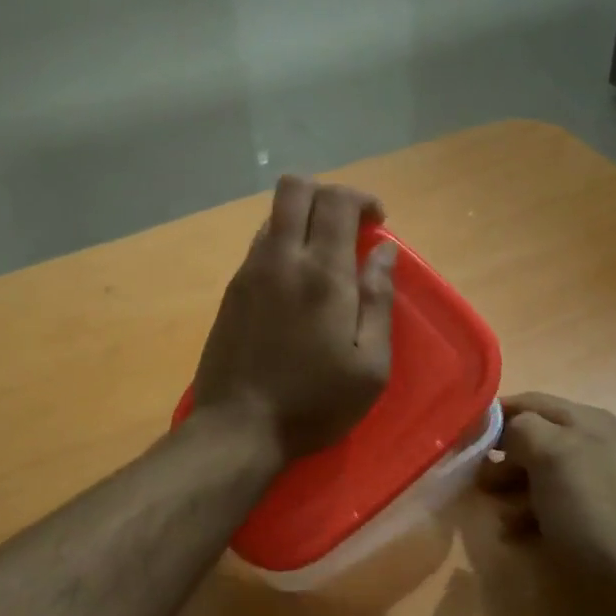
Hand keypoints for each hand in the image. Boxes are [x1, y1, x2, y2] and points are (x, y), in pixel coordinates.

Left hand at [191, 175, 397, 460]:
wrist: (239, 428)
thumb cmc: (315, 402)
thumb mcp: (370, 364)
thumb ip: (379, 299)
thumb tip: (384, 250)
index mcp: (323, 274)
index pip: (337, 199)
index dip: (362, 199)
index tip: (377, 224)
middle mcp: (281, 258)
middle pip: (295, 188)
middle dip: (327, 194)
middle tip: (348, 228)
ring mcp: (250, 271)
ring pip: (273, 214)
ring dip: (303, 219)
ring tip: (323, 258)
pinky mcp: (231, 290)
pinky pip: (259, 244)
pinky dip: (283, 244)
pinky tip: (295, 284)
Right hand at [478, 393, 615, 582]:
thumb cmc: (592, 510)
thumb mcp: (552, 455)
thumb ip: (521, 428)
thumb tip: (504, 429)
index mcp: (585, 419)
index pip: (528, 402)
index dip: (494, 416)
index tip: (462, 439)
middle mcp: (592, 444)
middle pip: (531, 438)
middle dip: (500, 457)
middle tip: (475, 481)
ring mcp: (594, 482)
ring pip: (537, 474)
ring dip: (510, 489)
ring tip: (494, 512)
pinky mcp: (593, 517)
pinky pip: (550, 504)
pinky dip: (527, 515)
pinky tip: (514, 534)